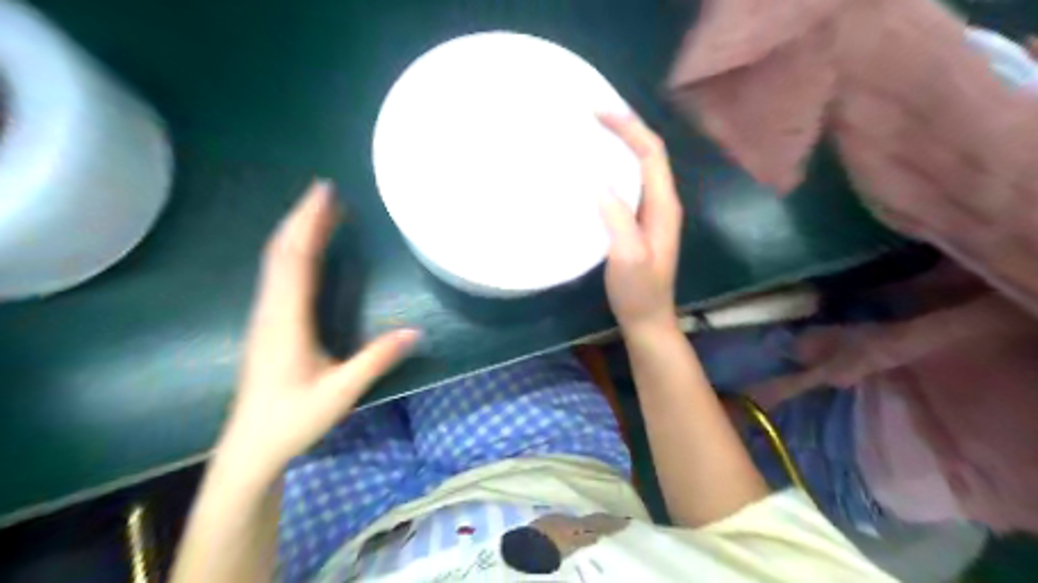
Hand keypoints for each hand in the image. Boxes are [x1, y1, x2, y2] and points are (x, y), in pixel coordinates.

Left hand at [216, 179, 418, 478]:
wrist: (251, 446)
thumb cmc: (293, 419)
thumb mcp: (340, 392)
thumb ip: (377, 359)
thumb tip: (417, 331)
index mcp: (286, 320)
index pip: (296, 259)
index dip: (310, 223)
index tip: (326, 193)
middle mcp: (271, 310)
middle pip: (282, 252)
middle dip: (303, 218)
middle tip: (327, 190)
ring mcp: (266, 316)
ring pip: (276, 262)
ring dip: (297, 231)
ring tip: (322, 211)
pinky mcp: (268, 324)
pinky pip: (278, 275)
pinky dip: (293, 252)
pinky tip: (308, 250)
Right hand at [600, 113, 681, 331]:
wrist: (647, 319)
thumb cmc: (639, 292)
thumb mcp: (629, 258)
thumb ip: (619, 221)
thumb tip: (601, 184)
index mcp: (663, 205)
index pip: (651, 153)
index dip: (628, 127)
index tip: (597, 113)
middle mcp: (662, 202)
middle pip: (649, 153)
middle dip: (624, 128)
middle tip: (592, 115)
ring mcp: (651, 213)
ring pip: (639, 167)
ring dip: (619, 145)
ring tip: (591, 134)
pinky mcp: (639, 223)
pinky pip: (629, 184)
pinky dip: (613, 168)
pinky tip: (593, 171)